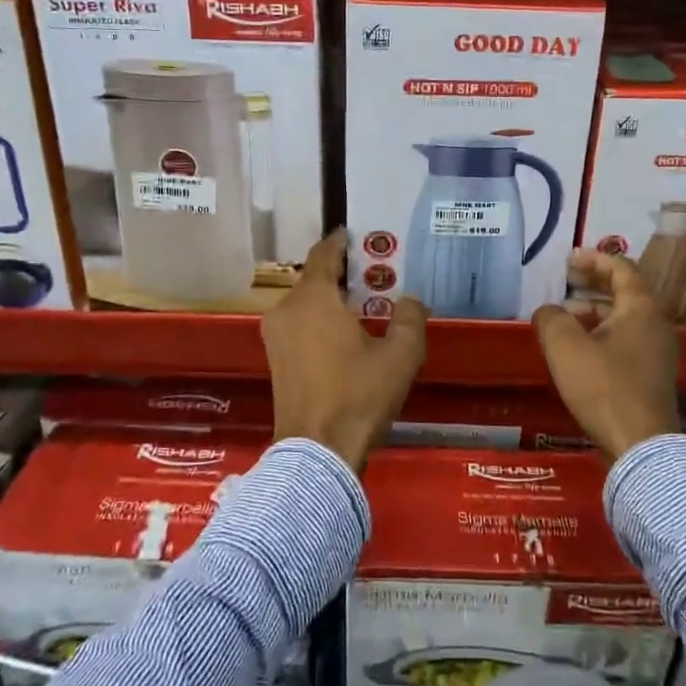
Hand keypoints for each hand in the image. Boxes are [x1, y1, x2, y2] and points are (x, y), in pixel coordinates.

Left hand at [262, 230, 426, 472]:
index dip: (340, 240)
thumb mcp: (400, 355)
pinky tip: (345, 332)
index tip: (354, 232)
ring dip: (330, 298)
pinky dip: (320, 319)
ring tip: (363, 301)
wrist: (317, 453)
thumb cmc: (359, 396)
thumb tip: (410, 301)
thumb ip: (410, 318)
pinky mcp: (275, 360)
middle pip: (314, 278)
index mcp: (312, 299)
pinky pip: (299, 324)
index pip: (324, 254)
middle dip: (341, 272)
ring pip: (305, 303)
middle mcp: (286, 310)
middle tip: (372, 271)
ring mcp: (275, 337)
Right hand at [532, 250, 680, 460]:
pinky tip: (578, 349)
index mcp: (642, 308)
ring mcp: (658, 352)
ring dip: (595, 311)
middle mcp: (656, 324)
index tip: (568, 260)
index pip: (621, 268)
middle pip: (625, 292)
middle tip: (565, 282)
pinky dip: (602, 333)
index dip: (594, 259)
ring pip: (624, 318)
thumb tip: (549, 312)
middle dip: (592, 284)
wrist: (640, 446)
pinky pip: (626, 340)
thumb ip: (551, 318)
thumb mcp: (565, 346)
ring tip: (564, 318)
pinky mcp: (652, 376)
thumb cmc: (604, 387)